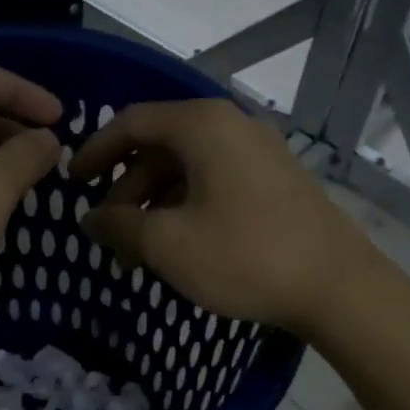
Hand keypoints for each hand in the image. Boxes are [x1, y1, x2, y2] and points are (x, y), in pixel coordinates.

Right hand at [71, 98, 378, 336]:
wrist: (338, 286)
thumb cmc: (245, 257)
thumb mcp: (168, 244)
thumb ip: (120, 226)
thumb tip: (92, 219)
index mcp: (202, 125)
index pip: (131, 123)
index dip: (94, 152)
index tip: (71, 183)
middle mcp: (231, 125)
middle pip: (159, 147)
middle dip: (126, 191)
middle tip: (109, 236)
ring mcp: (258, 151)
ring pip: (187, 169)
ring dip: (155, 206)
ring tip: (139, 255)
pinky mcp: (275, 179)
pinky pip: (214, 182)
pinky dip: (186, 208)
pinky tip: (179, 247)